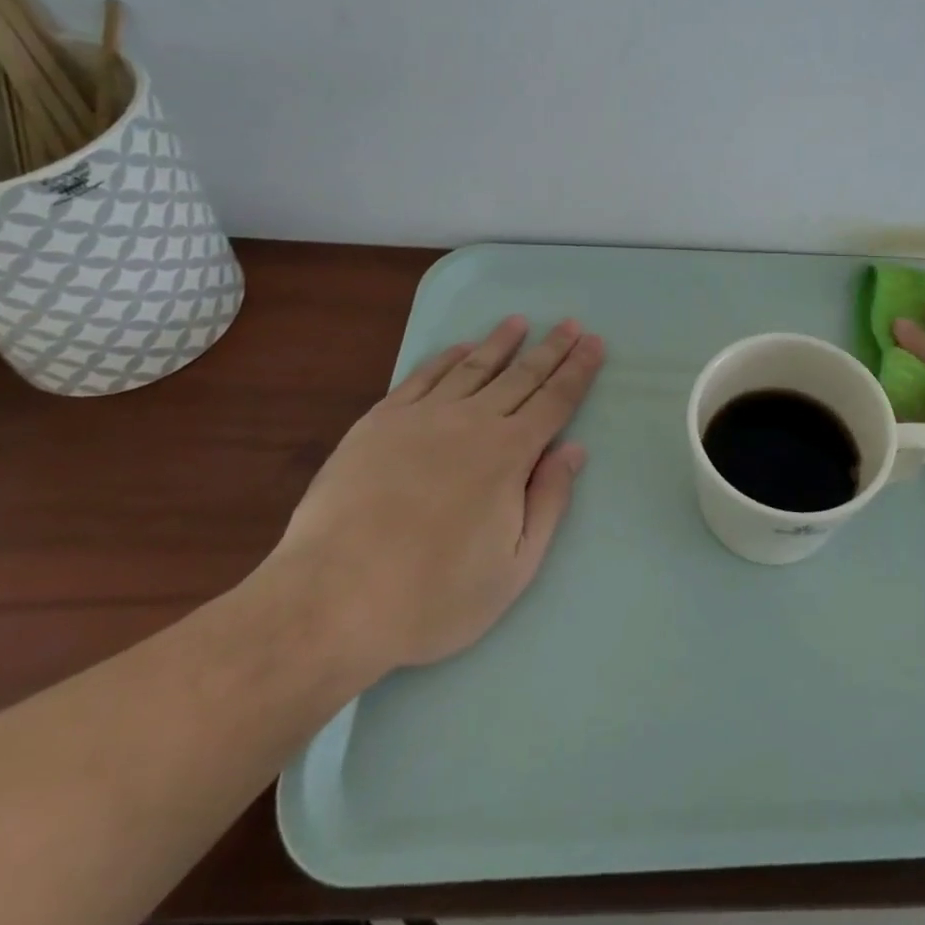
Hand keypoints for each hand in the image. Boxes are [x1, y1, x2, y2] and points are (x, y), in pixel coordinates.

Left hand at [268, 315, 604, 678]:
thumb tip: (574, 450)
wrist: (331, 601)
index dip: (578, 371)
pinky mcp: (379, 422)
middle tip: (571, 323)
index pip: (555, 401)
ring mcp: (422, 417)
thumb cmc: (432, 596)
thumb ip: (549, 503)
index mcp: (509, 454)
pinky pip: (422, 377)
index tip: (594, 343)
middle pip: (521, 375)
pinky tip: (460, 348)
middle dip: (551, 348)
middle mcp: (471, 422)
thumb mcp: (513, 568)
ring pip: (473, 367)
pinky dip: (446, 358)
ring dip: (501, 343)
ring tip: (519, 322)